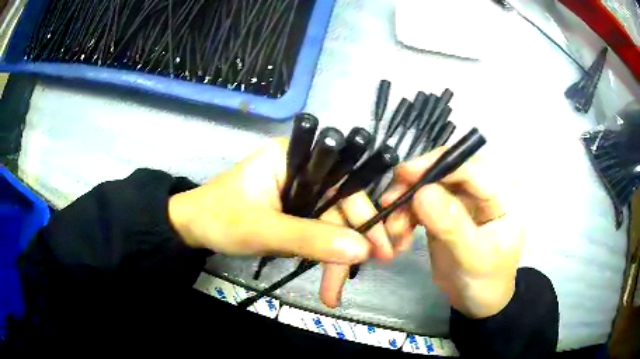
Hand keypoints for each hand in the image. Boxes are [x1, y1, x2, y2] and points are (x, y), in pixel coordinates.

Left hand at [168, 139, 393, 307]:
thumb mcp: (263, 229)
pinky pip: (319, 232)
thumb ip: (311, 239)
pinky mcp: (295, 211)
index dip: (365, 213)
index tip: (380, 248)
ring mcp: (301, 192)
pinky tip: (327, 279)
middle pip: (340, 207)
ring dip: (335, 260)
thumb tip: (362, 251)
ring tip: (333, 293)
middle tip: (355, 280)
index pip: (343, 182)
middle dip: (350, 246)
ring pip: (331, 224)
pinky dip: (324, 256)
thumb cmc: (219, 218)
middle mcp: (304, 170)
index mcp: (295, 157)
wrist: (191, 227)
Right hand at [382, 148, 523, 317]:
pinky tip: (398, 235)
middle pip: (445, 172)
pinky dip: (405, 216)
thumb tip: (422, 192)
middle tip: (389, 201)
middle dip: (416, 184)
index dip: (438, 165)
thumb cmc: (486, 282)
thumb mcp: (473, 257)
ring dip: (406, 204)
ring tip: (393, 231)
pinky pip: (420, 205)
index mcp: (501, 196)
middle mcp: (481, 192)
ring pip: (429, 188)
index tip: (404, 174)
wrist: (476, 304)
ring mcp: (461, 202)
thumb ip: (452, 226)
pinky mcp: (444, 214)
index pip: (470, 168)